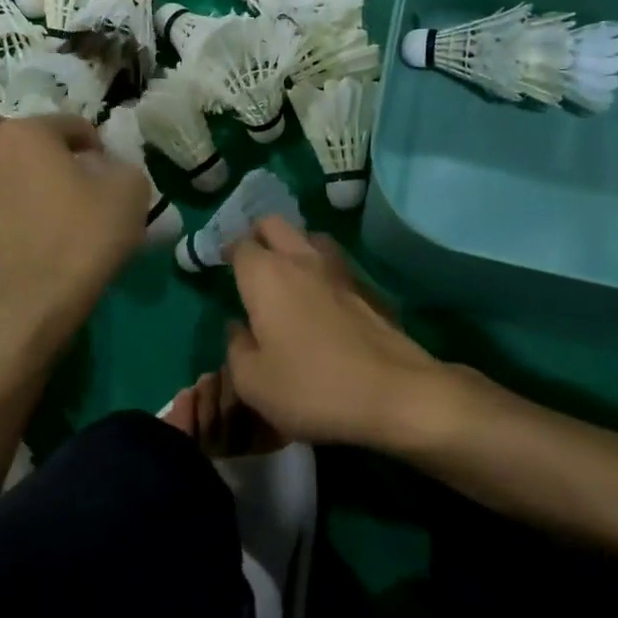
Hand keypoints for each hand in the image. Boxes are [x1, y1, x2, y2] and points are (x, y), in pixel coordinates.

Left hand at [0, 113, 147, 339]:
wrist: (38, 298)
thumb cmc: (85, 234)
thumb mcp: (130, 190)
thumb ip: (120, 165)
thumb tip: (103, 168)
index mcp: (26, 133)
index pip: (67, 123)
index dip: (93, 145)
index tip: (106, 171)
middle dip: (25, 140)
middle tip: (53, 166)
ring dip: (3, 166)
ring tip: (35, 193)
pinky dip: (1, 202)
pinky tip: (27, 225)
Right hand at [224, 217, 441, 447]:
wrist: (394, 392)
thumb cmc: (312, 387)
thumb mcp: (254, 382)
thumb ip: (236, 348)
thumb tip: (238, 328)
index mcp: (266, 276)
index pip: (240, 245)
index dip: (228, 253)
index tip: (223, 268)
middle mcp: (301, 259)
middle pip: (274, 225)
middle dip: (258, 236)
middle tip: (251, 264)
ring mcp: (339, 269)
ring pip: (309, 237)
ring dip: (293, 246)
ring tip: (287, 275)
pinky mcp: (368, 287)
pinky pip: (336, 263)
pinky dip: (322, 268)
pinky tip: (322, 298)